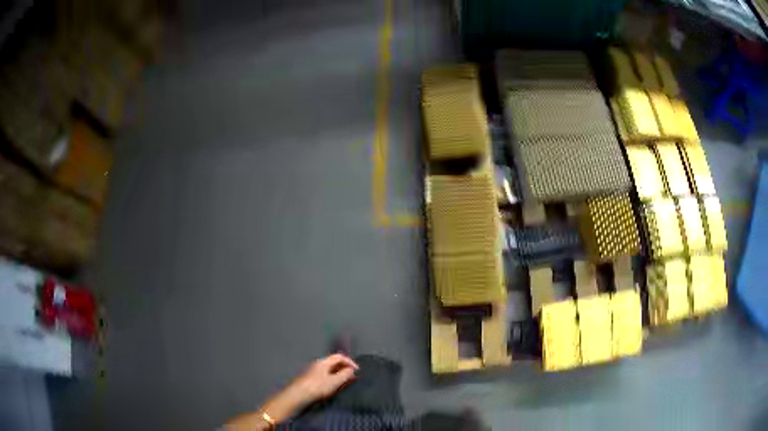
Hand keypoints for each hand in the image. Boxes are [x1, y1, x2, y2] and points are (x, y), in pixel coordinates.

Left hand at [290, 353, 358, 403]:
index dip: (350, 362)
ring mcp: (314, 370)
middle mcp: (318, 363)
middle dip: (345, 368)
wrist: (298, 394)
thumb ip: (345, 375)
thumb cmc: (317, 387)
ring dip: (339, 373)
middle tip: (352, 377)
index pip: (340, 356)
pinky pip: (325, 374)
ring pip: (330, 369)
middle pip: (334, 362)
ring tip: (345, 382)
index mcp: (324, 361)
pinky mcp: (311, 378)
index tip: (357, 370)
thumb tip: (352, 370)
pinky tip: (334, 385)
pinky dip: (333, 377)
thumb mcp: (334, 381)